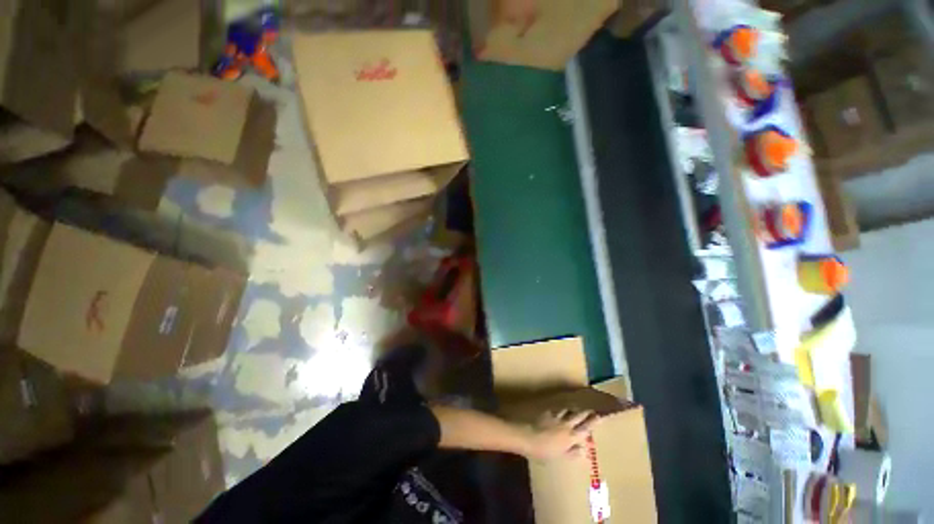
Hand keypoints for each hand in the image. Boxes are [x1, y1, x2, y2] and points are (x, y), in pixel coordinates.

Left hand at [525, 410, 598, 460]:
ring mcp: (556, 414)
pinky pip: (558, 404)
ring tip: (582, 403)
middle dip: (587, 411)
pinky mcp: (547, 407)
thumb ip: (571, 453)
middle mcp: (566, 424)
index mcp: (570, 437)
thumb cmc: (539, 450)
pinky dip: (563, 403)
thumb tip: (583, 449)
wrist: (524, 434)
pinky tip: (564, 400)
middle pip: (580, 415)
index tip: (601, 416)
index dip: (594, 422)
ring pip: (570, 408)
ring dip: (576, 405)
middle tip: (593, 406)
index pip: (586, 428)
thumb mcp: (557, 456)